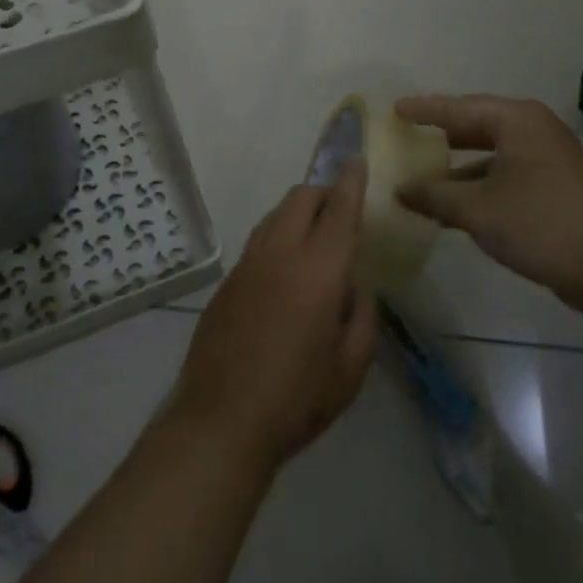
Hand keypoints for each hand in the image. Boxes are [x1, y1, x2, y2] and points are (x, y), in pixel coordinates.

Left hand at [172, 163, 379, 473]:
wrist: (220, 422)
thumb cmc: (297, 400)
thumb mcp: (351, 368)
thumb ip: (362, 316)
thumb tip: (356, 286)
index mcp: (318, 271)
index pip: (339, 210)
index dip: (350, 182)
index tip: (356, 160)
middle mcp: (280, 254)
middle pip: (300, 198)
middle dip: (323, 193)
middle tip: (340, 213)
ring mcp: (247, 264)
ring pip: (275, 215)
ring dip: (298, 213)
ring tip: (314, 242)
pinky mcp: (227, 281)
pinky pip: (258, 241)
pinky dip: (278, 238)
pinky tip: (284, 274)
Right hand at [395, 95, 582, 314]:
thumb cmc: (542, 223)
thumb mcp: (478, 209)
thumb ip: (434, 196)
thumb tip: (401, 189)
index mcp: (516, 121)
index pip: (458, 108)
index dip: (424, 110)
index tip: (394, 110)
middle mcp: (533, 132)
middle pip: (476, 127)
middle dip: (440, 136)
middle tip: (405, 137)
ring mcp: (547, 161)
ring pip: (490, 156)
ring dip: (457, 169)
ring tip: (421, 178)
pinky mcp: (554, 189)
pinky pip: (504, 177)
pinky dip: (478, 188)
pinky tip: (453, 209)